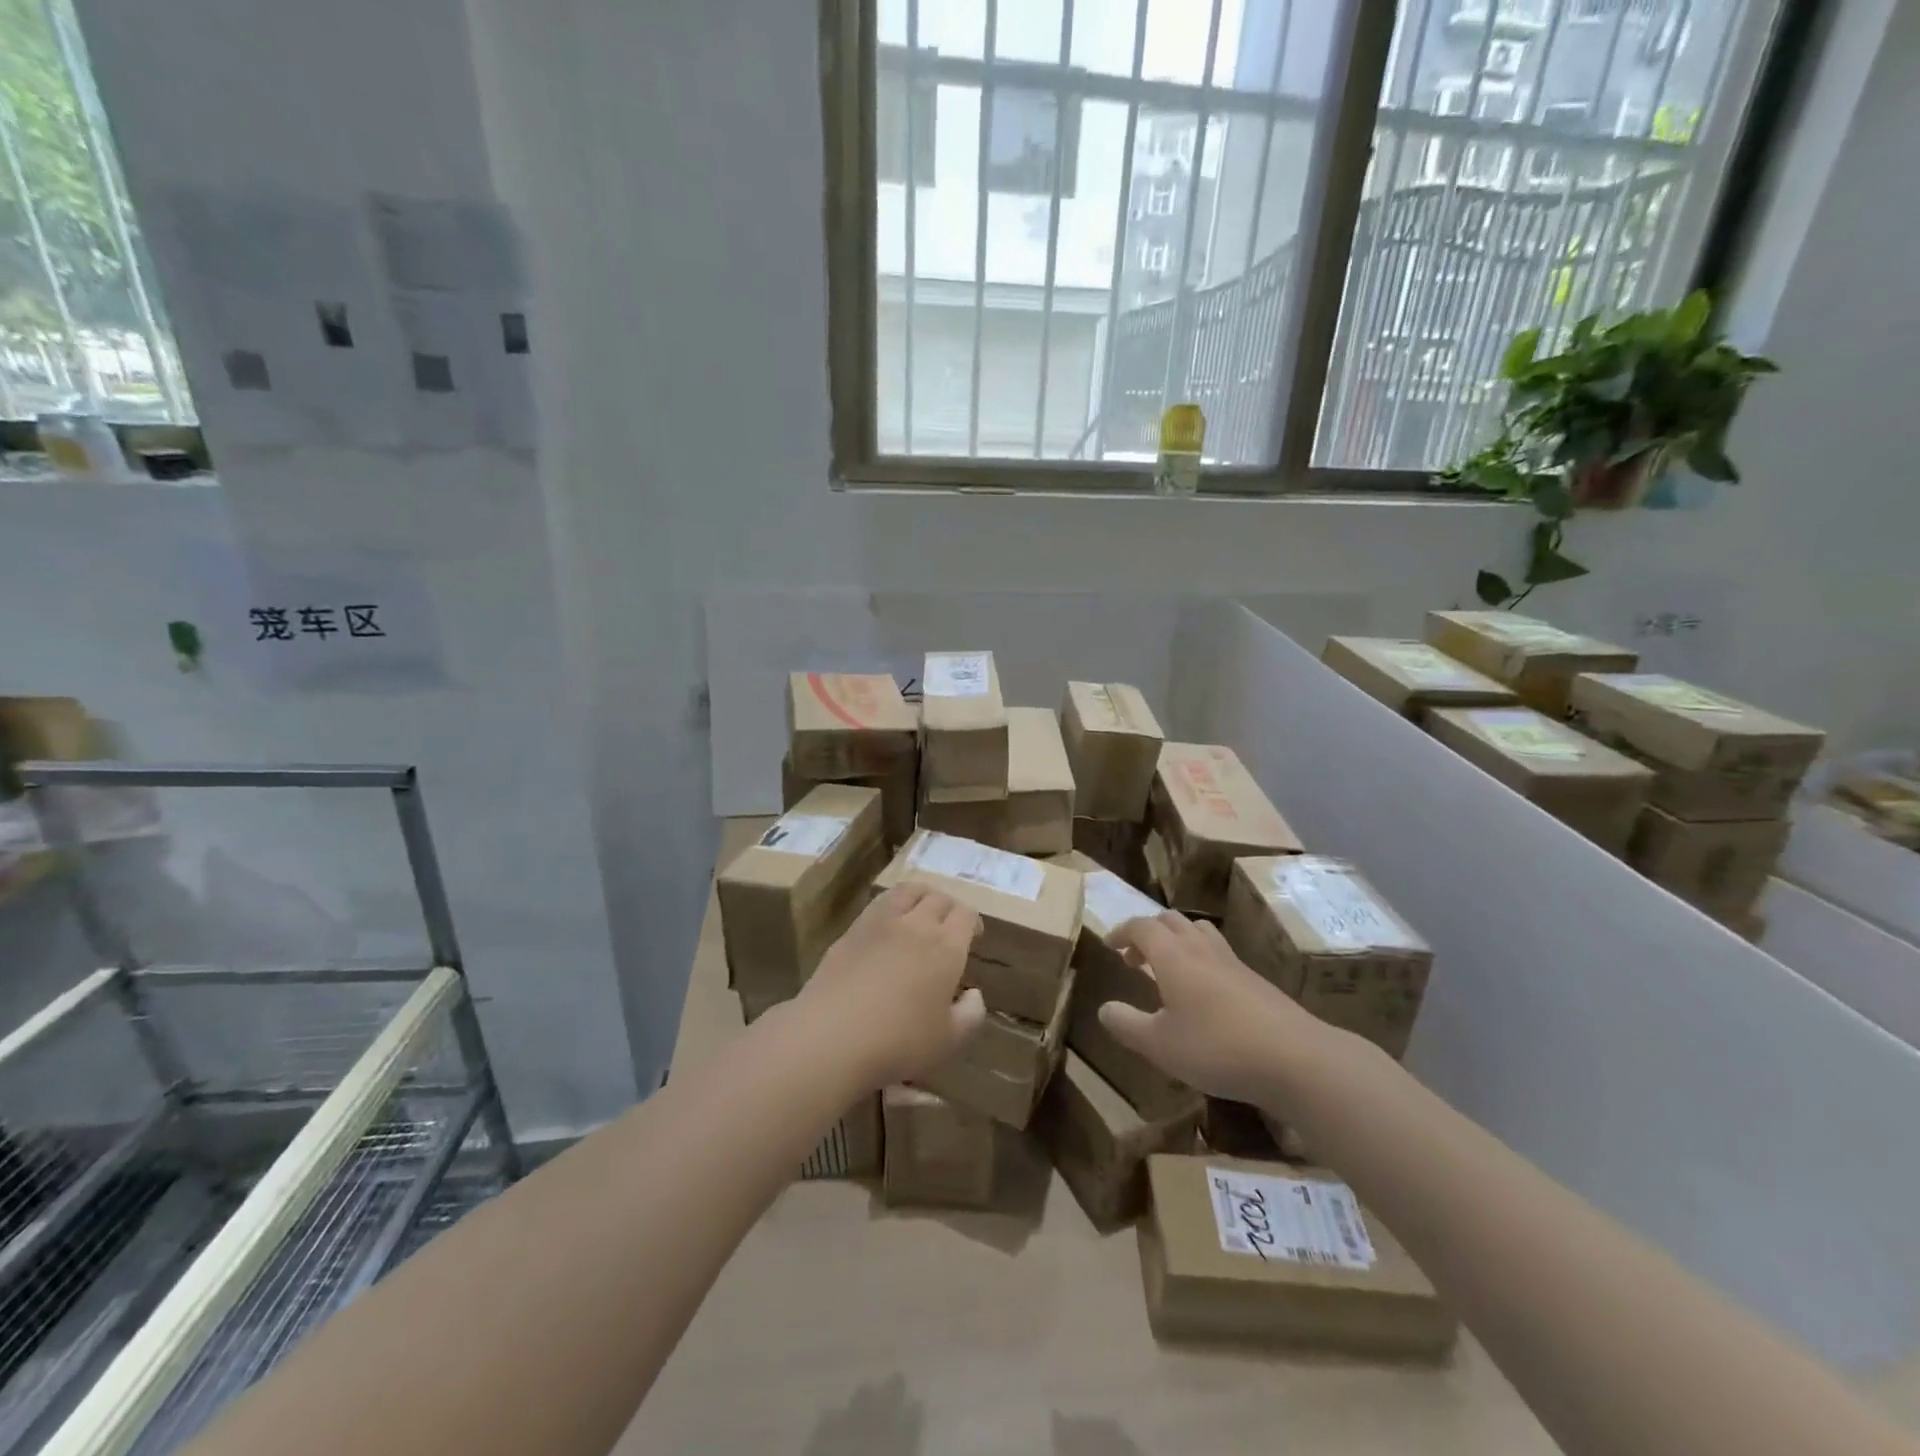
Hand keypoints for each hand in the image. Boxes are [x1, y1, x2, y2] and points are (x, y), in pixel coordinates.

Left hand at [799, 884, 986, 1086]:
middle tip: (949, 926)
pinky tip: (889, 924)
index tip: (973, 936)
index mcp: (946, 947)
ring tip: (922, 910)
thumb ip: (970, 1015)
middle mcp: (917, 925)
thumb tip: (974, 994)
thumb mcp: (949, 1040)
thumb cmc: (899, 1042)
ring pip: (909, 891)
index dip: (973, 922)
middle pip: (939, 899)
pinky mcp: (852, 929)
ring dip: (922, 896)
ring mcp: (881, 922)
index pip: (966, 915)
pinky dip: (893, 904)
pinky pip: (880, 903)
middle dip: (949, 908)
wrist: (832, 1035)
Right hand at [1099, 911, 1344, 1107]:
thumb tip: (1104, 1009)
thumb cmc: (1216, 1047)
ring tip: (1169, 968)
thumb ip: (1127, 1025)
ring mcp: (1233, 962)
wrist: (1295, 1058)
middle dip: (1148, 931)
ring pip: (1200, 932)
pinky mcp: (1257, 981)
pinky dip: (1202, 960)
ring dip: (1178, 940)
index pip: (1142, 926)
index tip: (1109, 945)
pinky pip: (1220, 954)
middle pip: (1171, 920)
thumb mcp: (1159, 1045)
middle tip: (1135, 957)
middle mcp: (1201, 949)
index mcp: (1173, 956)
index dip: (1122, 931)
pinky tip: (1205, 994)